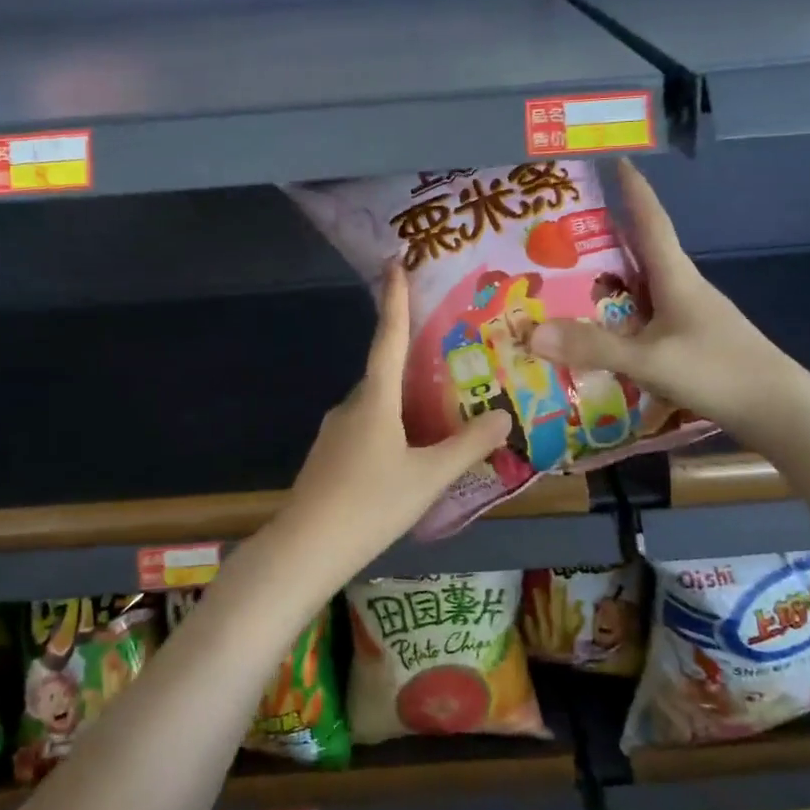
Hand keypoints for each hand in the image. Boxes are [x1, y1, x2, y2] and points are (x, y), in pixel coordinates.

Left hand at [276, 263, 511, 581]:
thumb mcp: (428, 477)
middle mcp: (351, 407)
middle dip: (411, 358)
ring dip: (403, 399)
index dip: (394, 300)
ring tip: (438, 408)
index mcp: (374, 401)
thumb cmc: (371, 504)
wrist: (307, 547)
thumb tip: (502, 415)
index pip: (388, 338)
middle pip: (384, 373)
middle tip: (447, 353)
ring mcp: (336, 432)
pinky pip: (366, 427)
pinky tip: (408, 451)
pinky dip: (390, 425)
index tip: (394, 262)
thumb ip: (467, 447)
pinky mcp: (329, 457)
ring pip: (376, 404)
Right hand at [527, 161, 809, 447]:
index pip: (651, 222)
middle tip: (566, 229)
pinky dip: (621, 316)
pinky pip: (646, 318)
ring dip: (612, 279)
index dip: (634, 191)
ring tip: (571, 280)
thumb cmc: (718, 371)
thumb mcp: (649, 360)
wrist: (779, 411)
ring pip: (643, 288)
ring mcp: (690, 317)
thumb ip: (592, 347)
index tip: (617, 160)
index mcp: (677, 278)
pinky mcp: (692, 343)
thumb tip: (530, 333)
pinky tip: (602, 332)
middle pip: (643, 252)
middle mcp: (683, 289)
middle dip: (609, 236)